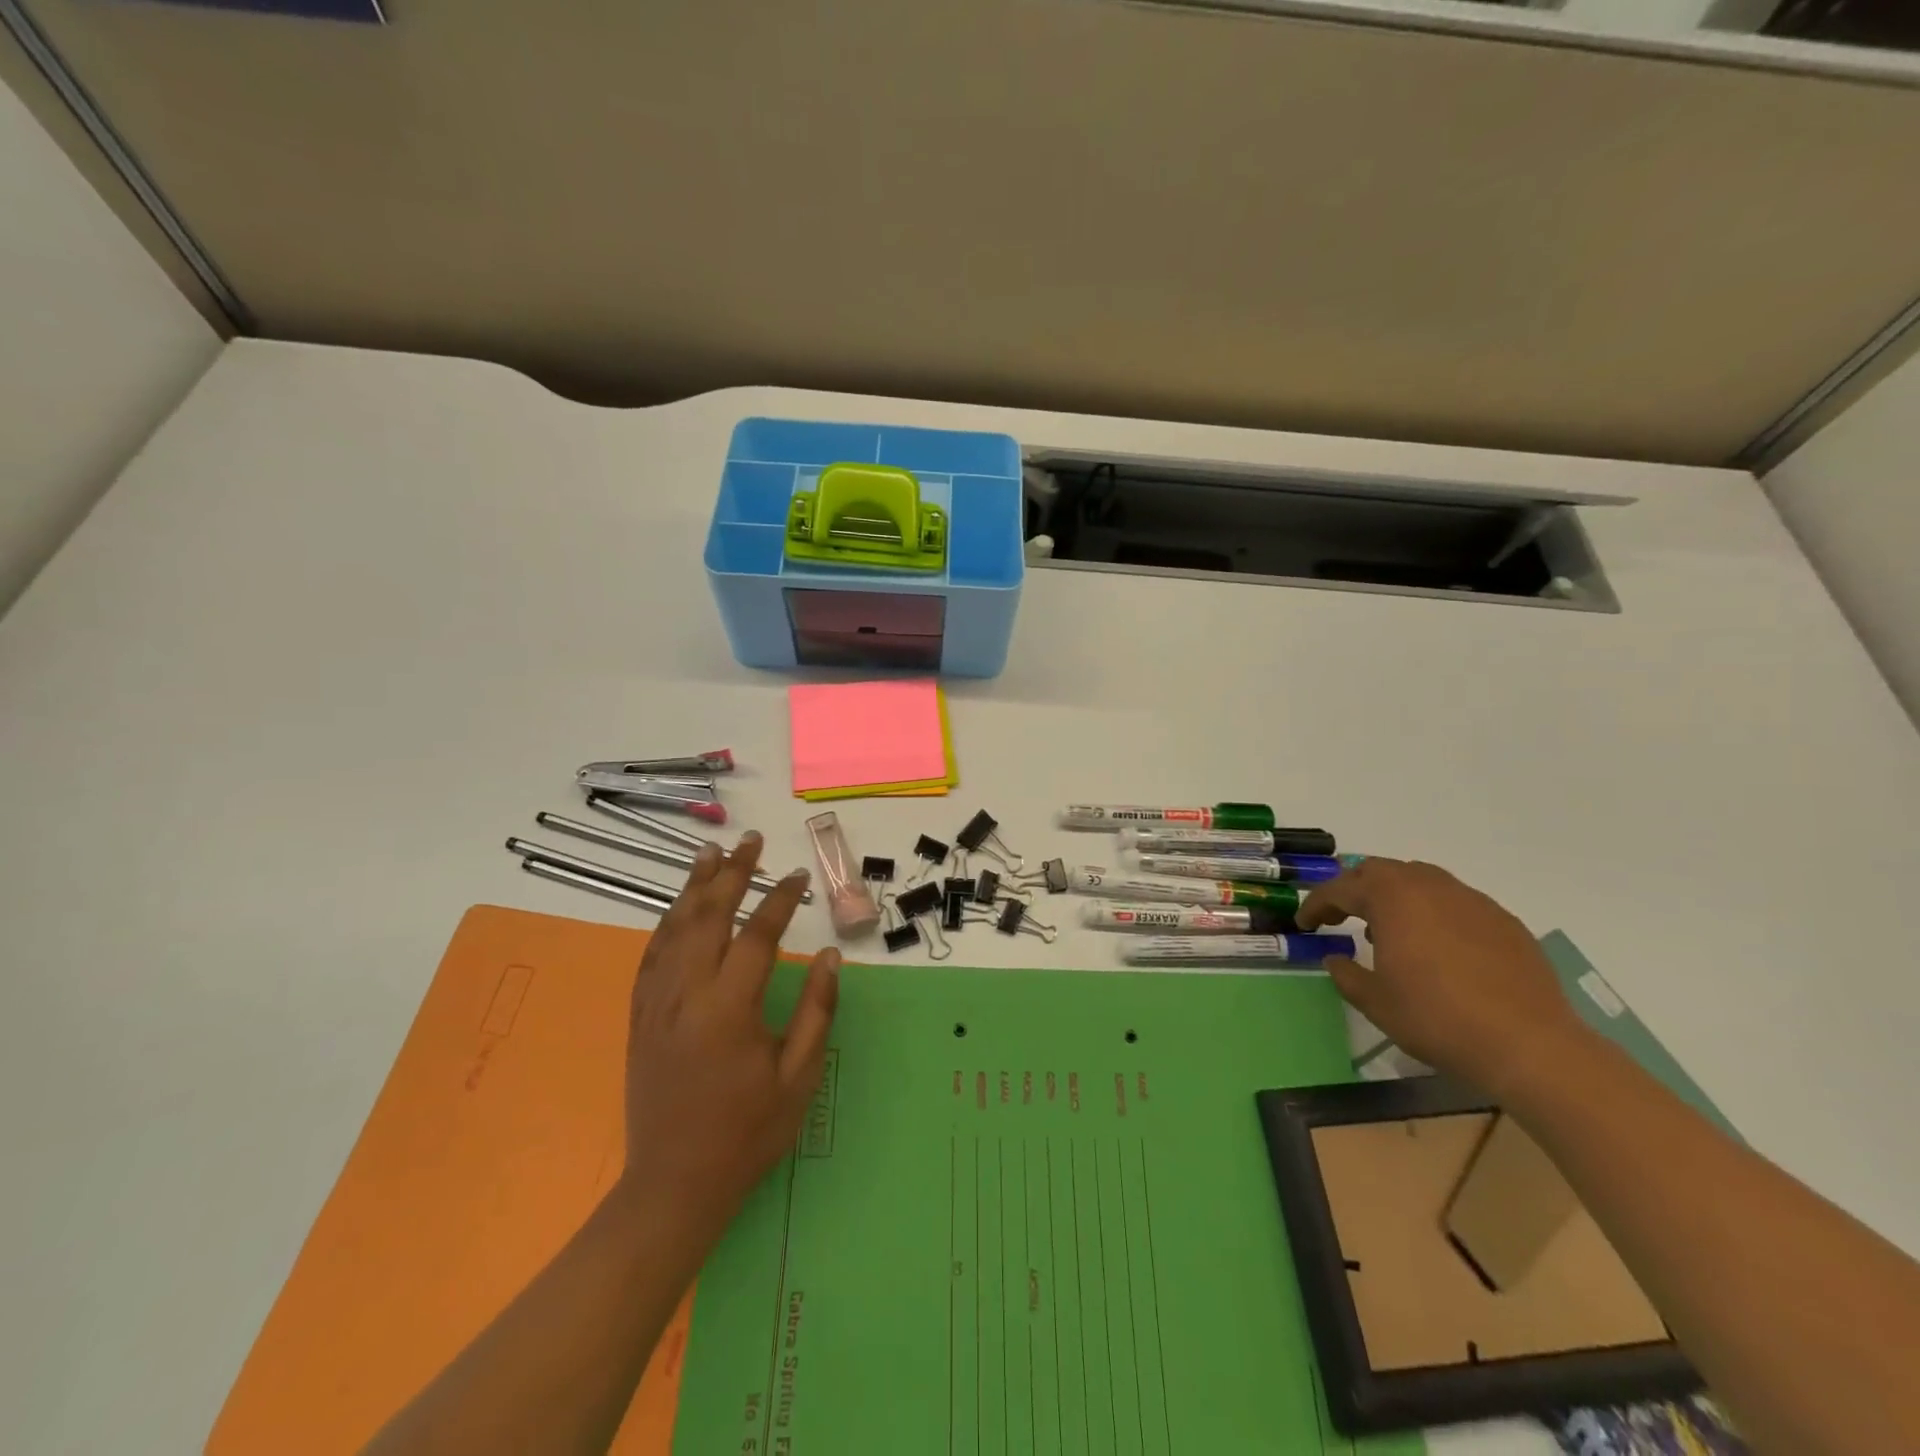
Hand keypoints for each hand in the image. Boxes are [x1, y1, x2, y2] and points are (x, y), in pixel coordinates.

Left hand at [618, 831, 839, 1235]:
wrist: (673, 1186)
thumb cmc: (746, 1133)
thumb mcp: (798, 1078)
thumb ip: (816, 1011)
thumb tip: (828, 955)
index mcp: (728, 1009)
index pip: (757, 935)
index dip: (780, 900)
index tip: (798, 877)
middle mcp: (686, 995)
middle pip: (708, 917)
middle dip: (732, 874)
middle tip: (751, 842)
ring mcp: (656, 1004)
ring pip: (674, 929)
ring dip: (694, 887)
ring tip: (711, 853)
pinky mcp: (640, 1018)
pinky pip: (651, 956)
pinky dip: (666, 923)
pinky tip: (677, 908)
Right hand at [1298, 858, 1590, 1098]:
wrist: (1530, 1046)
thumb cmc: (1438, 1019)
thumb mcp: (1375, 1002)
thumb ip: (1346, 975)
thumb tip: (1336, 959)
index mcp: (1392, 899)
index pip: (1340, 889)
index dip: (1316, 904)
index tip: (1304, 924)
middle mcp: (1429, 887)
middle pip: (1380, 871)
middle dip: (1354, 889)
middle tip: (1341, 916)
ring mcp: (1471, 900)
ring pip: (1420, 880)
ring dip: (1395, 897)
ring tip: (1389, 930)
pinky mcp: (1503, 921)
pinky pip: (1455, 902)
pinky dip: (1433, 913)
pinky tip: (1437, 947)